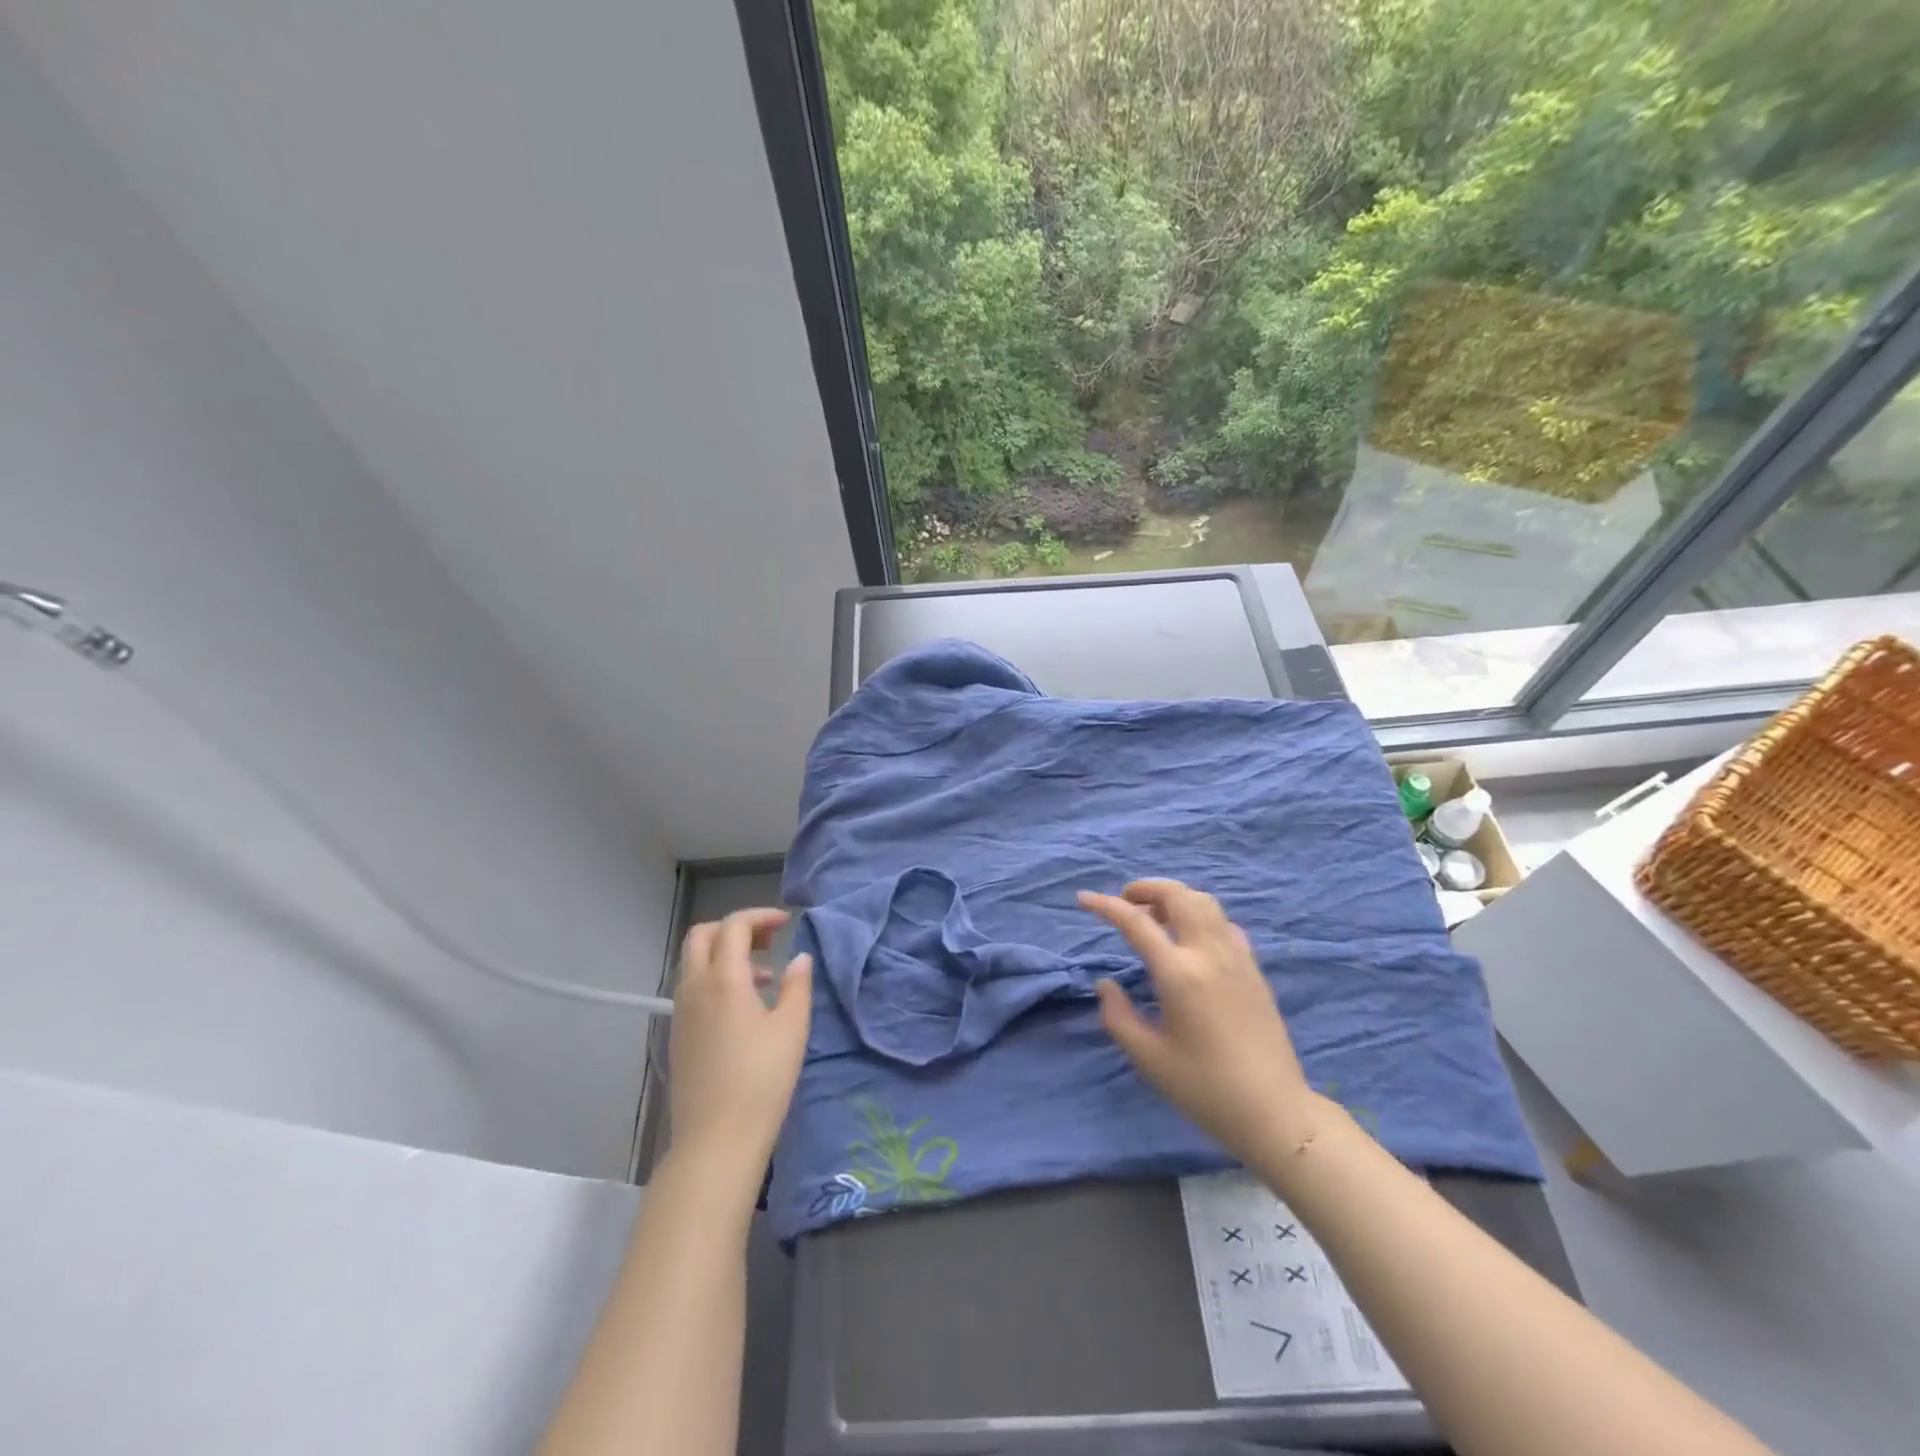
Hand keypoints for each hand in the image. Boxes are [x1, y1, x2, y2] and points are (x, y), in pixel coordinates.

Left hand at [669, 908, 812, 1181]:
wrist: (716, 1141)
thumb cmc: (762, 1079)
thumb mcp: (792, 1028)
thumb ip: (797, 985)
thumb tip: (799, 958)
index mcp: (723, 978)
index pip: (734, 926)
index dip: (760, 916)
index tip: (787, 924)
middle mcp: (694, 987)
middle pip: (702, 936)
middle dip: (735, 928)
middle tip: (767, 941)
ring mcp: (681, 1012)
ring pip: (694, 962)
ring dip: (725, 955)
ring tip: (764, 978)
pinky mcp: (677, 1036)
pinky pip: (692, 988)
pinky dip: (716, 979)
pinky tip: (744, 1008)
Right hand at [1080, 880, 1318, 1162]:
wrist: (1274, 1111)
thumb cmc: (1204, 1088)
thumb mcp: (1148, 1057)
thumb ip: (1118, 1015)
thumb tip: (1106, 985)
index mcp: (1179, 973)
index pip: (1136, 922)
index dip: (1105, 906)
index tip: (1083, 899)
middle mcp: (1209, 954)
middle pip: (1178, 896)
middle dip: (1146, 888)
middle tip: (1124, 899)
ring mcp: (1237, 957)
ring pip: (1205, 903)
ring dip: (1174, 897)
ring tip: (1154, 914)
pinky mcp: (1254, 969)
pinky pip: (1224, 923)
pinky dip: (1200, 915)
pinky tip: (1190, 938)